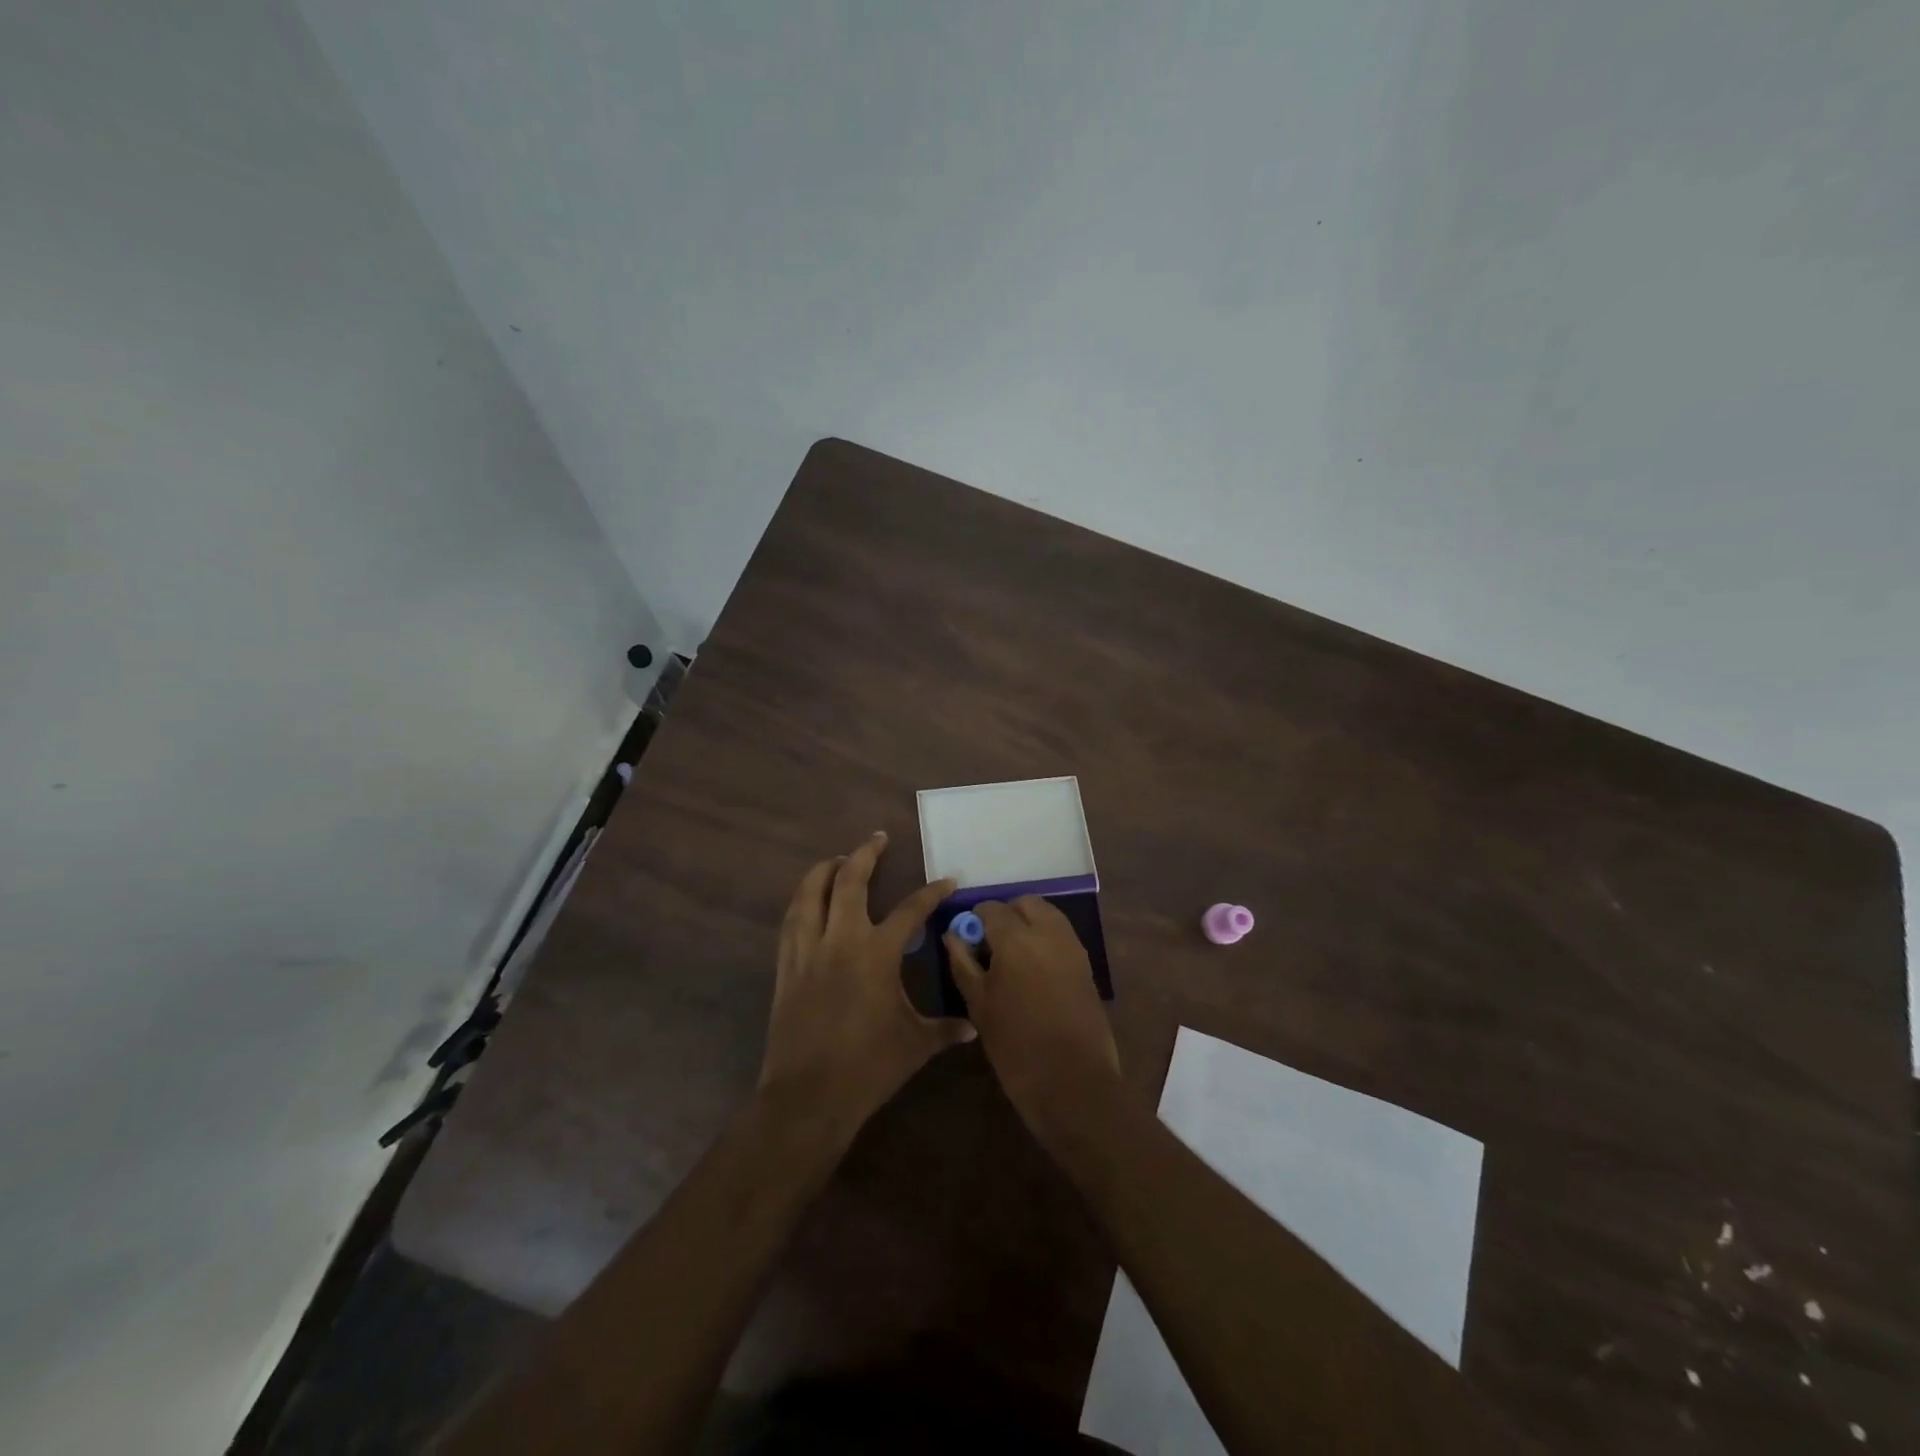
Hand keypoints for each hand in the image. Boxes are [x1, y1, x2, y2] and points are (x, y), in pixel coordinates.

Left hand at [759, 833, 973, 1137]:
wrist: (808, 1096)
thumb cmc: (868, 1067)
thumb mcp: (915, 1046)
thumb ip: (945, 1029)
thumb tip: (974, 1027)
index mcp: (877, 953)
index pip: (911, 910)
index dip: (932, 892)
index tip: (947, 880)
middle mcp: (841, 940)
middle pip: (849, 881)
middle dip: (865, 855)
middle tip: (877, 839)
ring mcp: (808, 951)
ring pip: (810, 894)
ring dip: (824, 870)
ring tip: (837, 859)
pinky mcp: (786, 967)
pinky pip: (790, 922)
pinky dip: (801, 902)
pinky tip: (806, 900)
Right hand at [945, 897, 1120, 1146]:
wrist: (1072, 1083)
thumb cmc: (1016, 1046)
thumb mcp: (979, 1005)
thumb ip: (963, 963)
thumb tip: (953, 935)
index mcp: (1017, 939)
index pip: (991, 908)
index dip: (975, 919)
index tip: (968, 939)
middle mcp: (1048, 933)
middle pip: (1025, 903)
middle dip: (1006, 914)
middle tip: (991, 944)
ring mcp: (1072, 947)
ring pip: (1048, 915)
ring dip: (1028, 923)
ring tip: (1012, 957)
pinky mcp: (1087, 965)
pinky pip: (1062, 935)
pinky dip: (1046, 939)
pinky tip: (1033, 970)